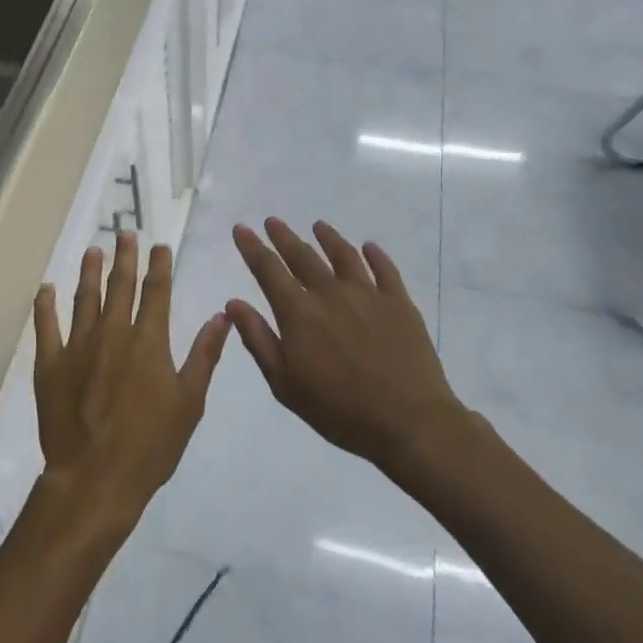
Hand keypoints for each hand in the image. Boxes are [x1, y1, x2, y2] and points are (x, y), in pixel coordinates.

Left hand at [33, 234, 229, 535]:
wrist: (95, 478)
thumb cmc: (151, 445)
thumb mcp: (190, 403)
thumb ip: (204, 356)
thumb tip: (221, 316)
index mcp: (148, 341)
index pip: (156, 292)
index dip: (159, 266)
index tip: (159, 245)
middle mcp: (113, 333)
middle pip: (120, 285)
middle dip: (124, 257)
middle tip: (124, 233)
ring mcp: (78, 346)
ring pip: (84, 297)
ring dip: (89, 271)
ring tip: (93, 250)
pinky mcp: (51, 364)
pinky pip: (46, 326)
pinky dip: (45, 305)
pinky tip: (46, 288)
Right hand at [227, 218, 460, 470]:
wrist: (408, 421)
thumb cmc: (339, 410)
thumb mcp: (285, 384)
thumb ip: (258, 339)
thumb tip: (234, 303)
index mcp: (299, 313)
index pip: (268, 270)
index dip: (252, 248)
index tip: (241, 228)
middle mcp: (330, 293)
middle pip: (303, 256)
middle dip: (284, 237)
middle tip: (272, 221)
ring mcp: (368, 294)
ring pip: (343, 256)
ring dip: (328, 238)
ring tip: (318, 226)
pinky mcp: (399, 303)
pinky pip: (385, 270)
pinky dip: (375, 255)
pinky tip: (369, 248)